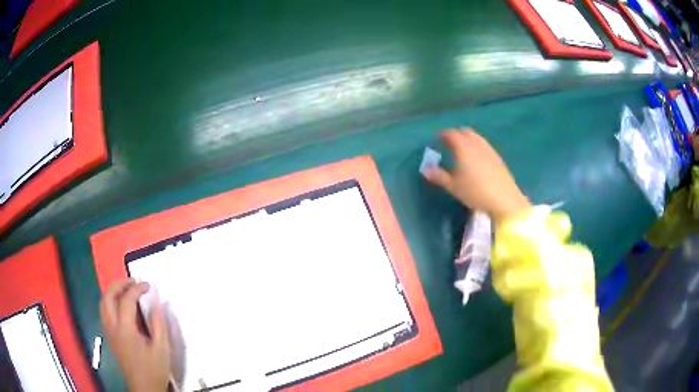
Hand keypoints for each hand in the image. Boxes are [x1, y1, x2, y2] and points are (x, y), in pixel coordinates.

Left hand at [100, 280, 169, 391]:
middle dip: (119, 285)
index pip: (126, 300)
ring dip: (113, 292)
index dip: (137, 289)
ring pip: (103, 304)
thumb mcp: (162, 349)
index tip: (148, 285)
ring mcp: (109, 332)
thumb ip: (159, 324)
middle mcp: (112, 327)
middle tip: (133, 281)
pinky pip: (104, 312)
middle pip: (108, 297)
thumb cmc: (153, 370)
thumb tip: (158, 303)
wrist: (143, 388)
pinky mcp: (110, 337)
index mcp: (125, 329)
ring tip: (126, 290)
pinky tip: (121, 307)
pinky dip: (110, 302)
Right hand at [427, 128, 530, 223]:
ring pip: (476, 137)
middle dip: (456, 134)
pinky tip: (476, 159)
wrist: (503, 198)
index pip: (451, 134)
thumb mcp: (454, 186)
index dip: (443, 135)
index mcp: (463, 147)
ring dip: (468, 139)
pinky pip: (484, 145)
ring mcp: (489, 149)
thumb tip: (426, 170)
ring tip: (462, 150)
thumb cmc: (475, 192)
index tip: (437, 139)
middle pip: (465, 132)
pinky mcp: (497, 157)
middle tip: (449, 143)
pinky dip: (477, 146)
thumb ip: (439, 176)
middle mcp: (476, 144)